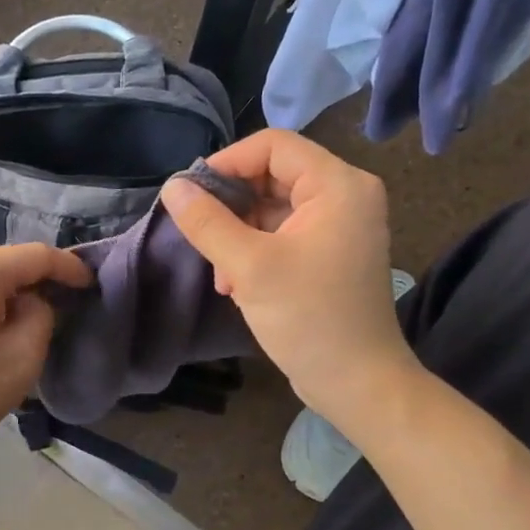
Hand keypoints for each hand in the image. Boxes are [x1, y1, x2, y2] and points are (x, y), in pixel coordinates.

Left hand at [0, 243, 91, 471]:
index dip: (68, 266)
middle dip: (37, 278)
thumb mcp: (24, 356)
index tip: (90, 284)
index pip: (34, 255)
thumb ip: (42, 313)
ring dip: (10, 288)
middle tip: (65, 300)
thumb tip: (32, 301)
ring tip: (31, 314)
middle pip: (6, 260)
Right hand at [160, 129, 419, 426]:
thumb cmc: (308, 318)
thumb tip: (172, 187)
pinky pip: (283, 232)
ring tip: (221, 272)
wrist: (357, 383)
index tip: (190, 194)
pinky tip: (236, 284)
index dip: (227, 162)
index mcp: (338, 185)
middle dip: (231, 205)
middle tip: (202, 235)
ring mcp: (340, 225)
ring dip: (238, 233)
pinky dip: (255, 250)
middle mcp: (345, 195)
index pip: (273, 145)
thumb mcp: (249, 266)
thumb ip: (207, 222)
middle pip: (272, 175)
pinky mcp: (330, 252)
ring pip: (273, 206)